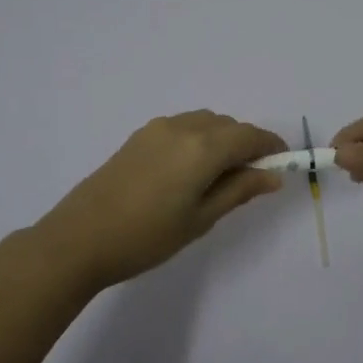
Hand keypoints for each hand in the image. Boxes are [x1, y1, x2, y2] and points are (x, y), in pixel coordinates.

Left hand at [35, 112, 286, 290]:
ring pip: (204, 123)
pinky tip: (189, 171)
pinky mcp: (138, 137)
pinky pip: (181, 127)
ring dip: (221, 140)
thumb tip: (272, 176)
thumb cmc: (147, 236)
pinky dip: (198, 140)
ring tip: (219, 177)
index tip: (283, 164)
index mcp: (203, 147)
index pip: (249, 136)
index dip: (271, 146)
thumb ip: (239, 191)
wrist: (79, 239)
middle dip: (246, 144)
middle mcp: (182, 127)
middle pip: (227, 126)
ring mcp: (156, 129)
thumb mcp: (201, 219)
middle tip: (251, 179)